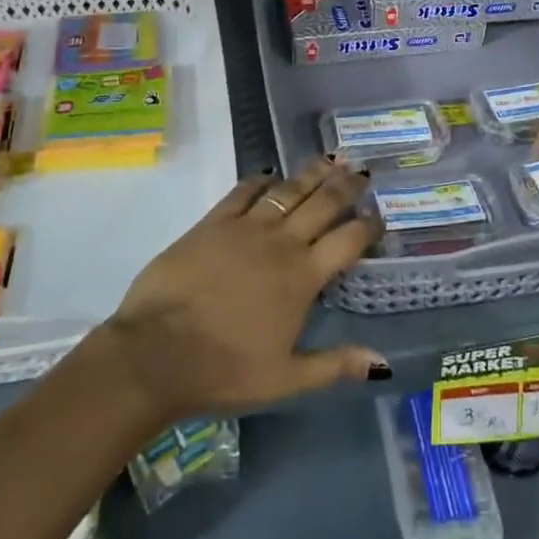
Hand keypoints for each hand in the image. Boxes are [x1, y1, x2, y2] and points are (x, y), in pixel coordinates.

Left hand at [100, 157, 387, 420]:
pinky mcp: (212, 223)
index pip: (347, 240)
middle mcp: (280, 243)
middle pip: (322, 203)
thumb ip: (335, 365)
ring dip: (311, 174)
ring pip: (287, 190)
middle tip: (361, 172)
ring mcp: (244, 228)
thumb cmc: (224, 370)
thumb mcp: (285, 379)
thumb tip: (383, 361)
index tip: (380, 215)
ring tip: (329, 160)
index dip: (368, 225)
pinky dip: (260, 181)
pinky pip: (242, 191)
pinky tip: (269, 176)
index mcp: (302, 277)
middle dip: (346, 186)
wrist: (156, 352)